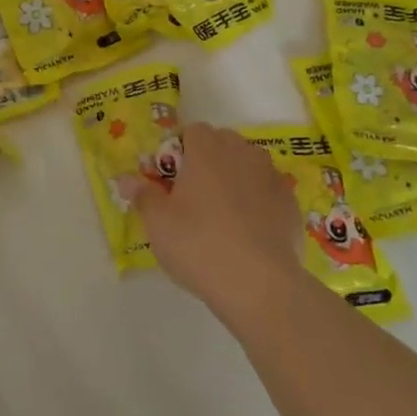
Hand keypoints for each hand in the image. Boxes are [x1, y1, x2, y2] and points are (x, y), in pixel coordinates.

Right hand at [129, 123, 302, 307]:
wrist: (259, 284)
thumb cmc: (199, 244)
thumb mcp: (158, 223)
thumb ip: (143, 195)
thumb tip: (125, 178)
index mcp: (208, 149)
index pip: (192, 131)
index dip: (179, 152)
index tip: (170, 181)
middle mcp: (243, 153)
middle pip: (223, 144)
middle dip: (207, 162)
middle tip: (192, 199)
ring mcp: (272, 177)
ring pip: (248, 166)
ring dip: (234, 179)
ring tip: (221, 216)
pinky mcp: (291, 203)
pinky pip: (267, 192)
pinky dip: (257, 203)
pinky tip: (248, 233)